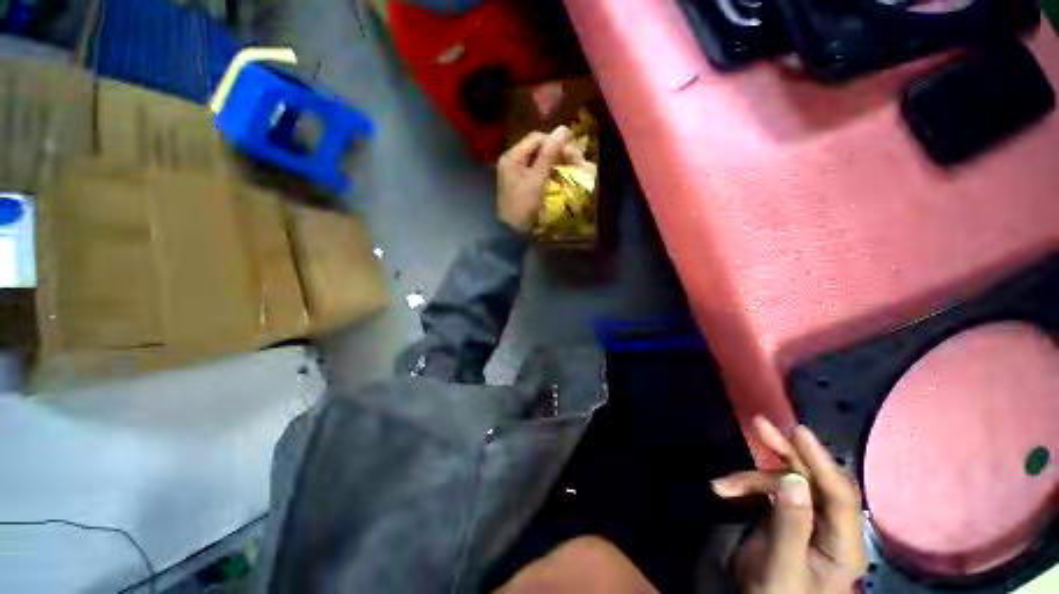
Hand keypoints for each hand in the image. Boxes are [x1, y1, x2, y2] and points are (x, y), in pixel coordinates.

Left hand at [497, 126, 574, 232]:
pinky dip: (548, 170)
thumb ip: (550, 153)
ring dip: (554, 161)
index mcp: (512, 156)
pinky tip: (558, 174)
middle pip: (536, 147)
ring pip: (537, 159)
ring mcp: (514, 171)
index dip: (555, 141)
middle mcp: (511, 160)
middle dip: (557, 151)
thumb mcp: (538, 178)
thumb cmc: (524, 204)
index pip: (536, 138)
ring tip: (571, 166)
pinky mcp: (519, 182)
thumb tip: (563, 129)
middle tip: (576, 159)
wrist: (512, 231)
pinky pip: (535, 170)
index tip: (573, 151)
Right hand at [712, 416, 867, 593]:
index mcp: (844, 545)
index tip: (798, 432)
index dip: (822, 462)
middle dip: (787, 453)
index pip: (840, 496)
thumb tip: (793, 479)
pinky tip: (725, 489)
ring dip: (753, 477)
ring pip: (786, 481)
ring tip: (723, 484)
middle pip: (814, 480)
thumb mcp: (782, 567)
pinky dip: (746, 485)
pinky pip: (770, 489)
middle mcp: (832, 526)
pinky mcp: (787, 513)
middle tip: (760, 426)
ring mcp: (809, 518)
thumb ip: (791, 525)